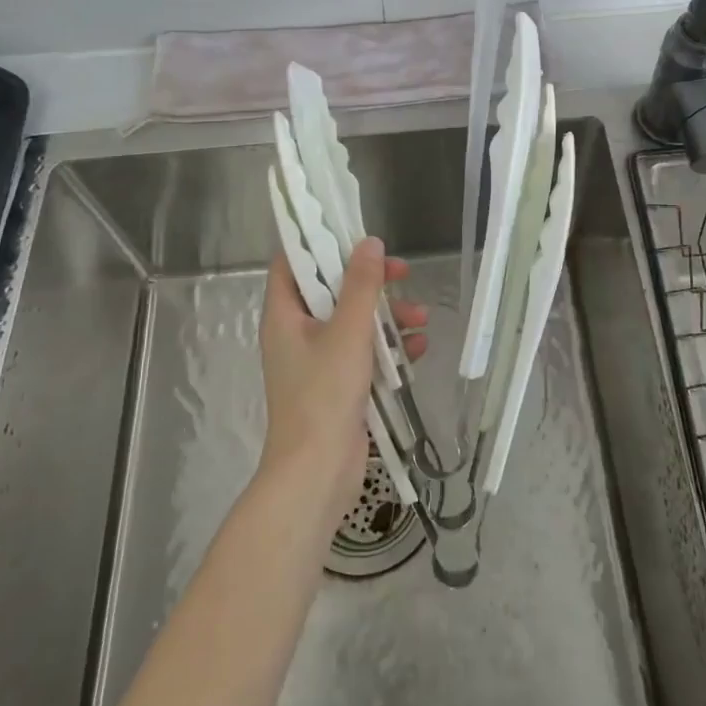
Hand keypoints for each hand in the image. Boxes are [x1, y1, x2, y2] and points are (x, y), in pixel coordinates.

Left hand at [257, 238, 428, 532]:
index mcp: (285, 314)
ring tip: (421, 319)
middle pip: (332, 290)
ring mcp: (317, 360)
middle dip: (370, 282)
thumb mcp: (348, 332)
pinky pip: (364, 352)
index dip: (320, 242)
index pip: (292, 262)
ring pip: (353, 321)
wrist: (317, 473)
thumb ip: (361, 285)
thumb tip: (369, 243)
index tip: (354, 232)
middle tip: (402, 274)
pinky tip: (419, 348)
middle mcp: (297, 332)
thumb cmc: (324, 394)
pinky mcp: (338, 384)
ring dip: (387, 316)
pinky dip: (388, 347)